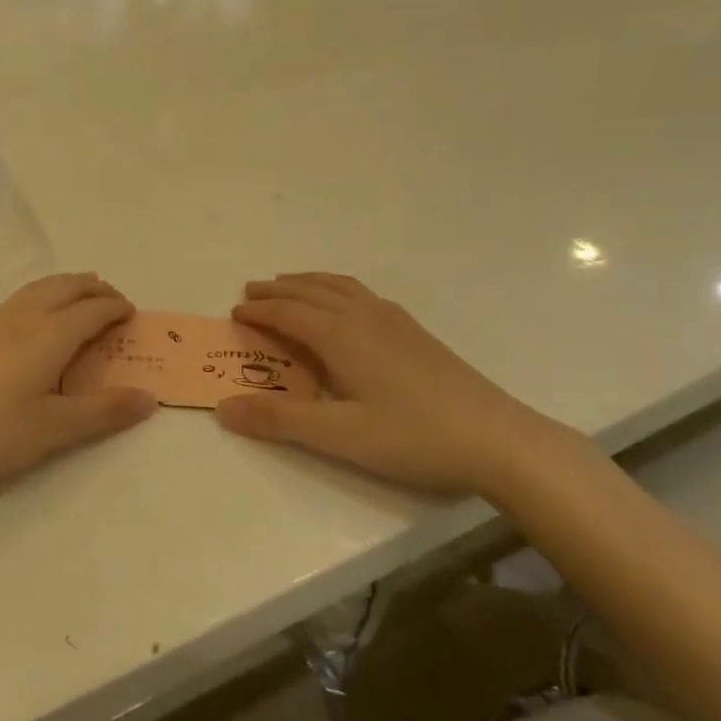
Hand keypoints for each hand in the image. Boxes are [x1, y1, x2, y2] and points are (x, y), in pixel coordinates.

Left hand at [0, 274, 155, 494]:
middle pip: (66, 287)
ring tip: (79, 300)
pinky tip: (34, 320)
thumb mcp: (54, 428)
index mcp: (50, 334)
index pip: (93, 310)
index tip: (132, 315)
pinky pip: (20, 299)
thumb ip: (103, 411)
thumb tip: (150, 398)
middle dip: (94, 288)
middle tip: (113, 300)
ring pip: (40, 288)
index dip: (116, 308)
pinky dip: (43, 296)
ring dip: (67, 287)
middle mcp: (24, 316)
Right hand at [216, 274, 570, 498]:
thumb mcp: (339, 436)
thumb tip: (222, 408)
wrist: (497, 438)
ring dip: (308, 283)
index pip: (289, 312)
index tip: (234, 312)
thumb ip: (279, 420)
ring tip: (290, 286)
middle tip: (251, 290)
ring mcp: (395, 321)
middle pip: (312, 291)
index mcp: (342, 335)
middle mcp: (365, 316)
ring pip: (340, 287)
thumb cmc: (413, 436)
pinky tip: (346, 306)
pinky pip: (362, 294)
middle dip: (278, 289)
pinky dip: (337, 289)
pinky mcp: (415, 332)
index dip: (259, 310)